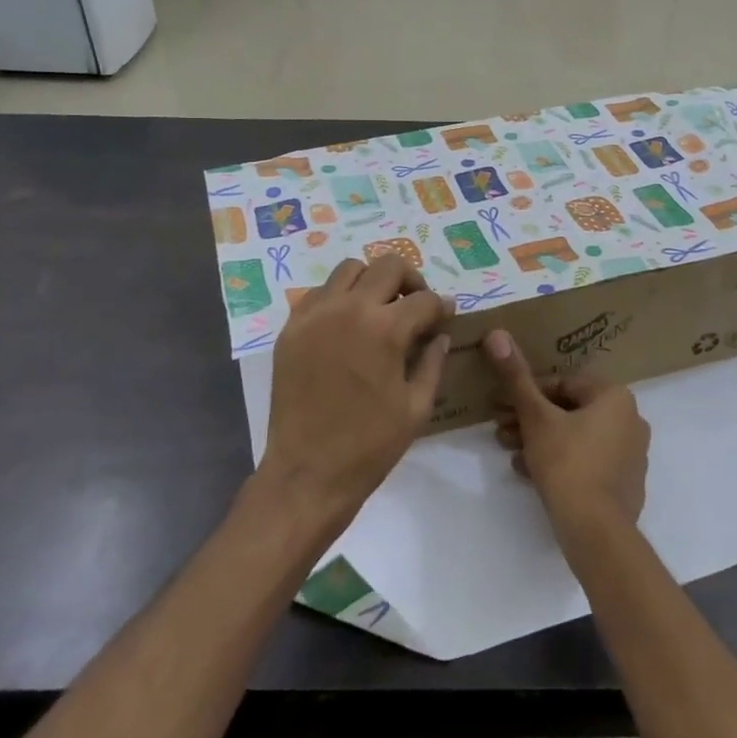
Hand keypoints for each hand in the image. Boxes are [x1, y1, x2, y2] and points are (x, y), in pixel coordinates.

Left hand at [261, 256, 452, 524]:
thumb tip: (440, 334)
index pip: (424, 299)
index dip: (442, 306)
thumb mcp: (417, 407)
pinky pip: (319, 293)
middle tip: (415, 305)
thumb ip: (432, 362)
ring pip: (349, 269)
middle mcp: (349, 309)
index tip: (445, 316)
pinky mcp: (291, 328)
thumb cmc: (370, 445)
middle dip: (410, 280)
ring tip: (378, 309)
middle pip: (388, 265)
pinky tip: (346, 324)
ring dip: (372, 282)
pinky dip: (339, 297)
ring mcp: (315, 315)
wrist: (308, 472)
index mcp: (386, 330)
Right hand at [483, 329, 649, 532]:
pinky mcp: (625, 484)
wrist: (596, 531)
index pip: (563, 383)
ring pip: (576, 437)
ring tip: (510, 452)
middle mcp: (630, 420)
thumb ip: (516, 377)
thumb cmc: (567, 463)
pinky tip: (530, 473)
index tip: (501, 406)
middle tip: (500, 430)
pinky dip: (559, 462)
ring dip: (540, 440)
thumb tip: (497, 333)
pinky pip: (587, 462)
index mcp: (615, 397)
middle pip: (569, 410)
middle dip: (530, 419)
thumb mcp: (536, 417)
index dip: (528, 392)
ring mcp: (631, 455)